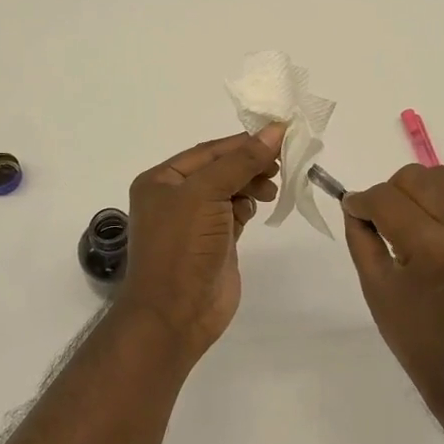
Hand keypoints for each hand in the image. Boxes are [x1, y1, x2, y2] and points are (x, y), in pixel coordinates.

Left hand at [115, 127, 282, 363]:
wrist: (176, 314)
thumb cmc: (183, 246)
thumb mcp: (207, 194)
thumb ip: (241, 161)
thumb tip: (275, 130)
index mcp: (162, 180)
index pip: (209, 151)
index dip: (243, 142)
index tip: (280, 134)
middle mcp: (175, 197)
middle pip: (221, 169)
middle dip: (250, 164)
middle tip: (281, 164)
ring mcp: (195, 221)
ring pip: (230, 190)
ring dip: (252, 185)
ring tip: (271, 190)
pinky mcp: (215, 242)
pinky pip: (235, 213)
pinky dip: (248, 206)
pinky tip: (259, 208)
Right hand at [342, 165, 443, 414]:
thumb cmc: (418, 339)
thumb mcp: (376, 289)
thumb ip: (361, 238)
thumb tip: (355, 205)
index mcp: (432, 248)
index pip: (386, 199)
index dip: (362, 201)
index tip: (353, 210)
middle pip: (416, 178)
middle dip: (389, 192)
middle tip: (380, 219)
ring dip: (419, 188)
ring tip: (408, 217)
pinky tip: (432, 216)